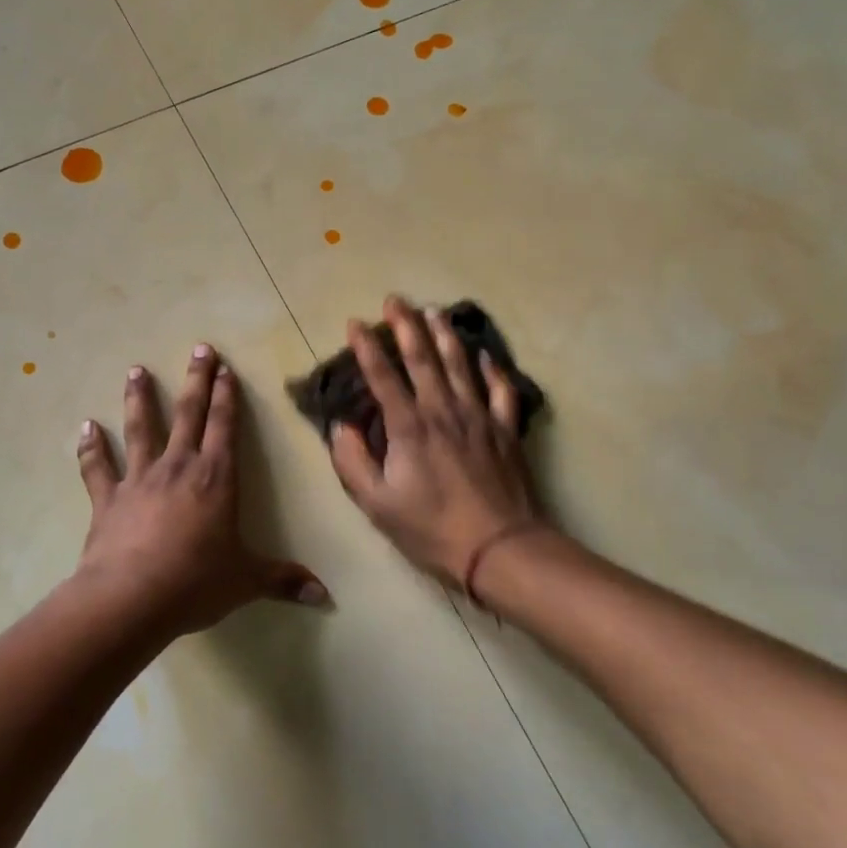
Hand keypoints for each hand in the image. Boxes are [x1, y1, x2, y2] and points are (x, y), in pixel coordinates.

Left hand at [74, 345, 327, 638]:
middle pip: (188, 414)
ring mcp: (139, 479)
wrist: (131, 598)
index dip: (227, 397)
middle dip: (196, 380)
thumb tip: (325, 596)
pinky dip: (91, 447)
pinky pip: (97, 467)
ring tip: (135, 370)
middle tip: (199, 348)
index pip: (225, 427)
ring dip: (139, 398)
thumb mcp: (246, 581)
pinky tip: (86, 427)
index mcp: (215, 479)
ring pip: (140, 429)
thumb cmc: (195, 582)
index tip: (226, 368)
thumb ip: (283, 580)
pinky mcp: (107, 499)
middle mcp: (178, 468)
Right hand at [329, 297, 541, 585]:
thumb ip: (352, 462)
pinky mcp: (506, 430)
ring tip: (434, 311)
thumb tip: (341, 427)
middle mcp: (443, 410)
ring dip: (445, 335)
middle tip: (395, 299)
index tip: (355, 323)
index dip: (367, 347)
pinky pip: (501, 390)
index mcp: (409, 426)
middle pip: (422, 358)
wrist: (500, 548)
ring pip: (460, 365)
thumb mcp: (377, 504)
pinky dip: (493, 370)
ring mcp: (479, 416)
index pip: (383, 376)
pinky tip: (485, 355)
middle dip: (406, 325)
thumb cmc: (432, 528)